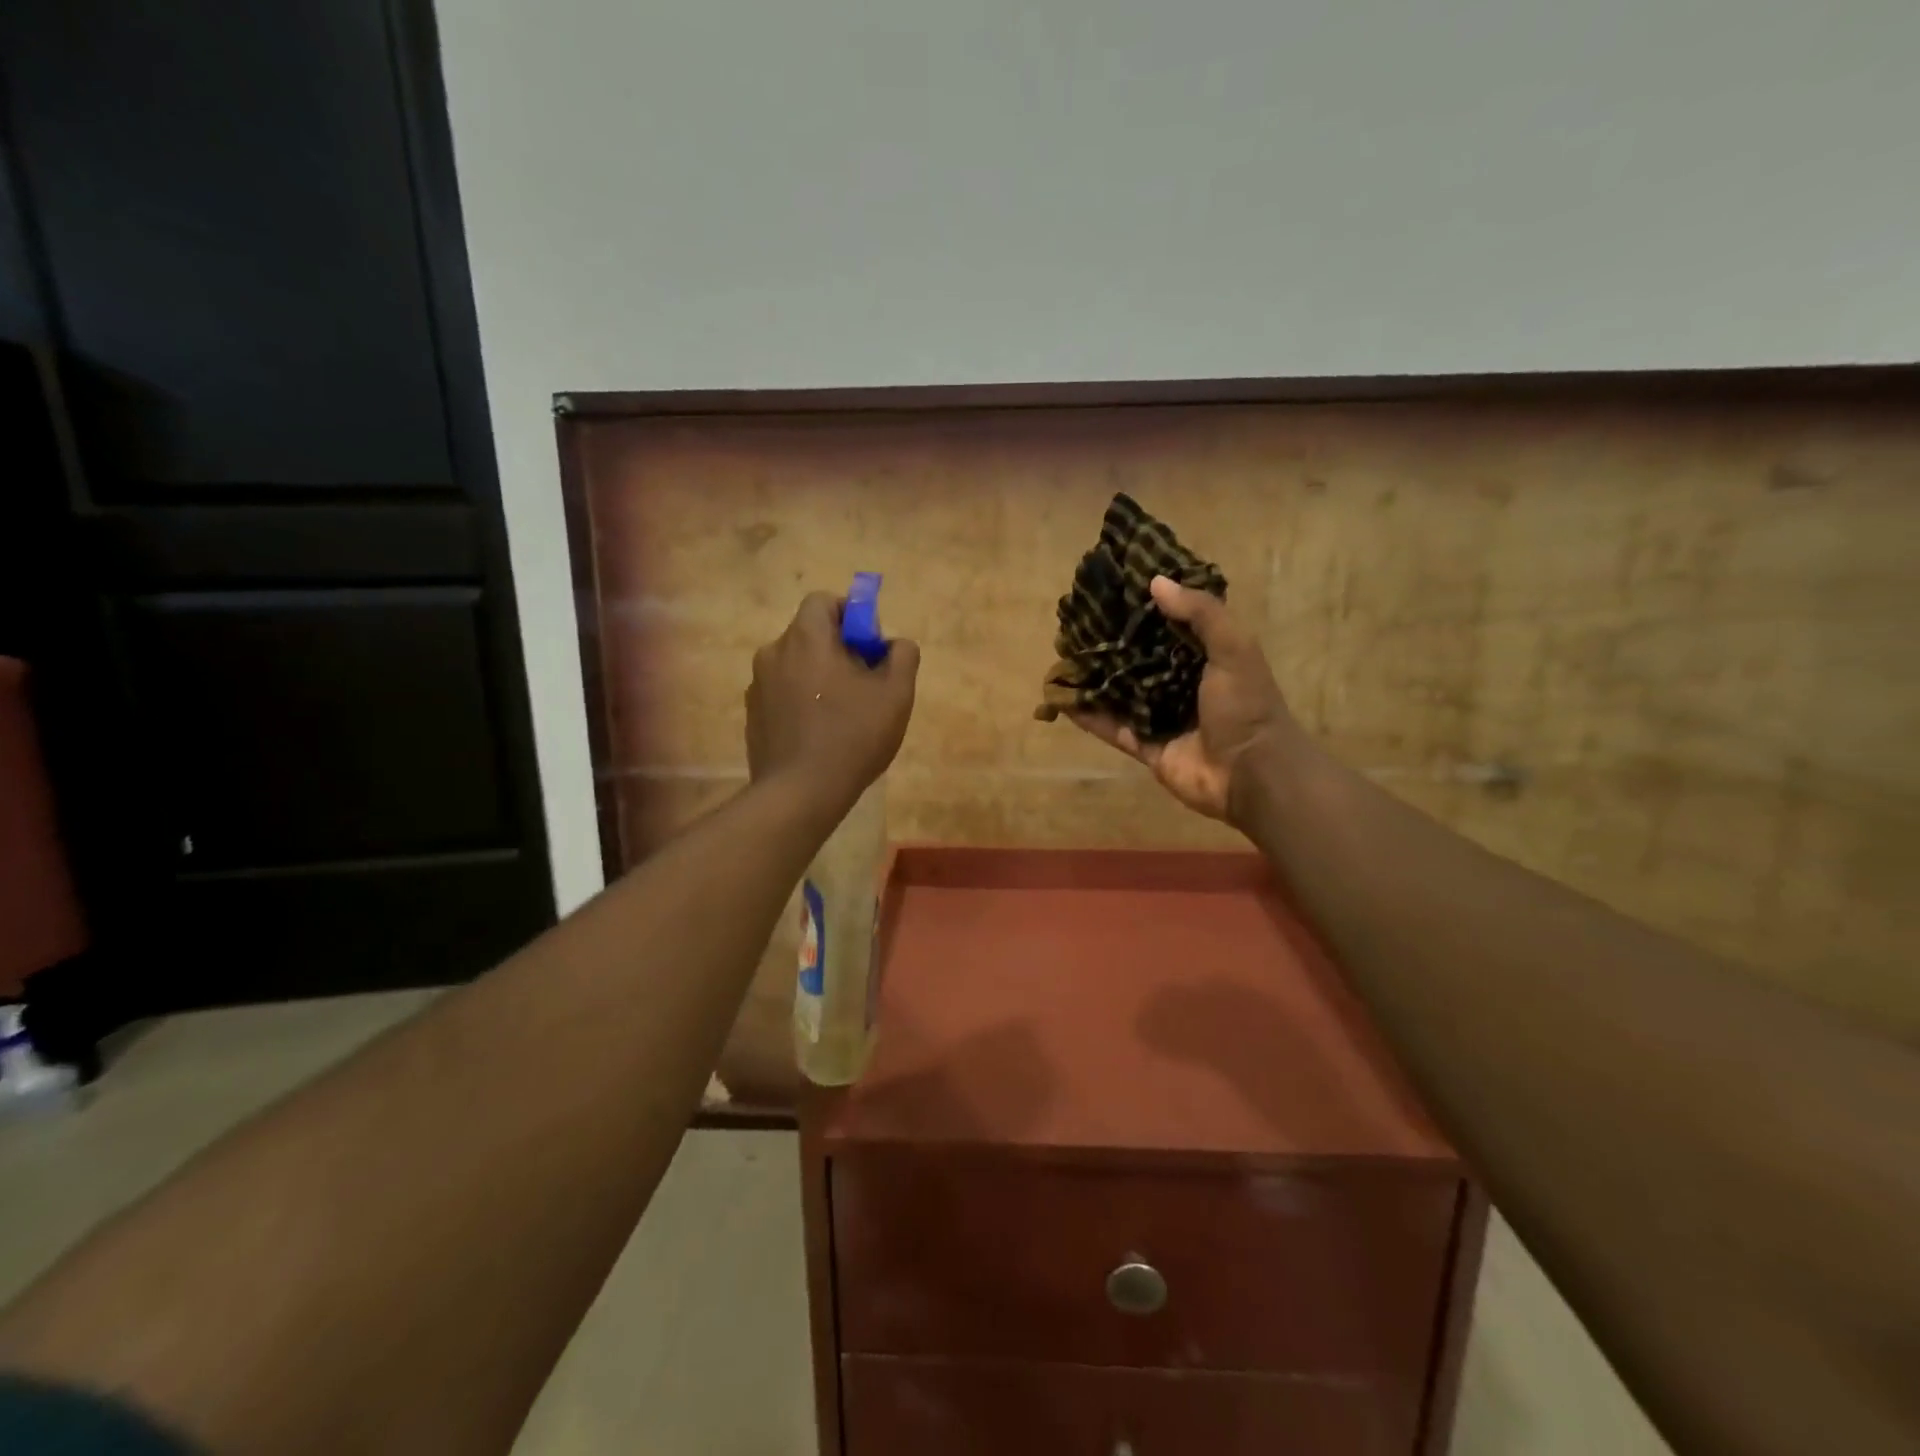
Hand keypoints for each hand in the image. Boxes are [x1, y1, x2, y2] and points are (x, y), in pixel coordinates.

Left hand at [747, 592, 919, 817]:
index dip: (851, 616)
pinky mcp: (753, 715)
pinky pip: (782, 694)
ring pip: (796, 666)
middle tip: (864, 683)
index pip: (824, 601)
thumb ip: (902, 656)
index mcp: (806, 638)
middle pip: (810, 634)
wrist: (801, 793)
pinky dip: (801, 701)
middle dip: (838, 649)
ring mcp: (758, 686)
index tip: (870, 647)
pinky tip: (820, 734)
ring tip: (843, 714)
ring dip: (819, 677)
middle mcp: (774, 653)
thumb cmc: (853, 736)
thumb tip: (895, 644)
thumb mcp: (896, 694)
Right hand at [1070, 576, 1294, 824]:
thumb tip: (1156, 582)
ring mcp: (1162, 717)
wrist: (1252, 774)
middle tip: (1076, 626)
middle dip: (1111, 645)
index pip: (1170, 626)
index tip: (1113, 589)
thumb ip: (1201, 613)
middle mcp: (1182, 684)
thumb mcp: (1234, 649)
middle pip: (1139, 659)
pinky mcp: (1147, 747)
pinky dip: (1089, 717)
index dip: (1145, 608)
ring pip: (1121, 693)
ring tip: (1062, 658)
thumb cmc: (1246, 706)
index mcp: (1206, 658)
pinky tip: (1063, 701)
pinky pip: (1113, 728)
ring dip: (1095, 679)